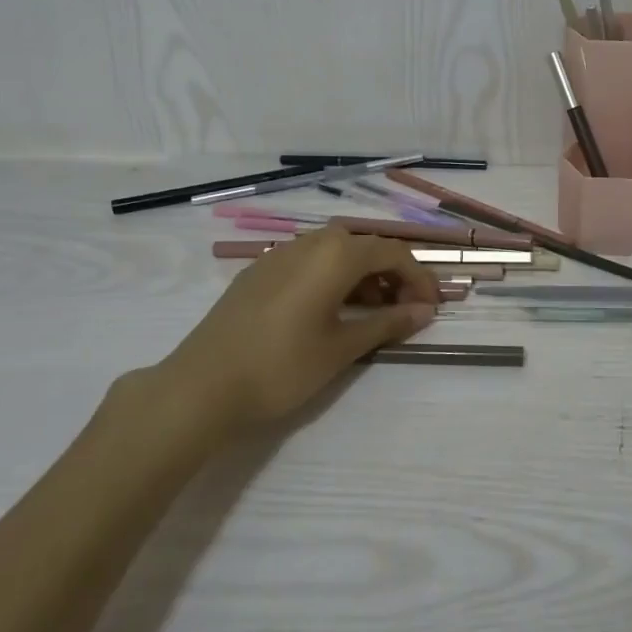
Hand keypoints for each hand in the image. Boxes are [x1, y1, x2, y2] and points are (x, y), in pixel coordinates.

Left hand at [117, 227, 440, 446]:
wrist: (200, 388)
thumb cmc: (282, 367)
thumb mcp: (342, 348)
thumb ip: (387, 323)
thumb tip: (425, 311)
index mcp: (335, 255)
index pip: (392, 253)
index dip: (419, 278)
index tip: (431, 308)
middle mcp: (309, 244)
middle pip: (364, 247)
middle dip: (391, 274)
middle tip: (402, 310)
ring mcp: (278, 255)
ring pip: (334, 252)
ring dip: (361, 275)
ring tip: (368, 313)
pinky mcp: (257, 273)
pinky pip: (308, 262)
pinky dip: (331, 278)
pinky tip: (327, 312)